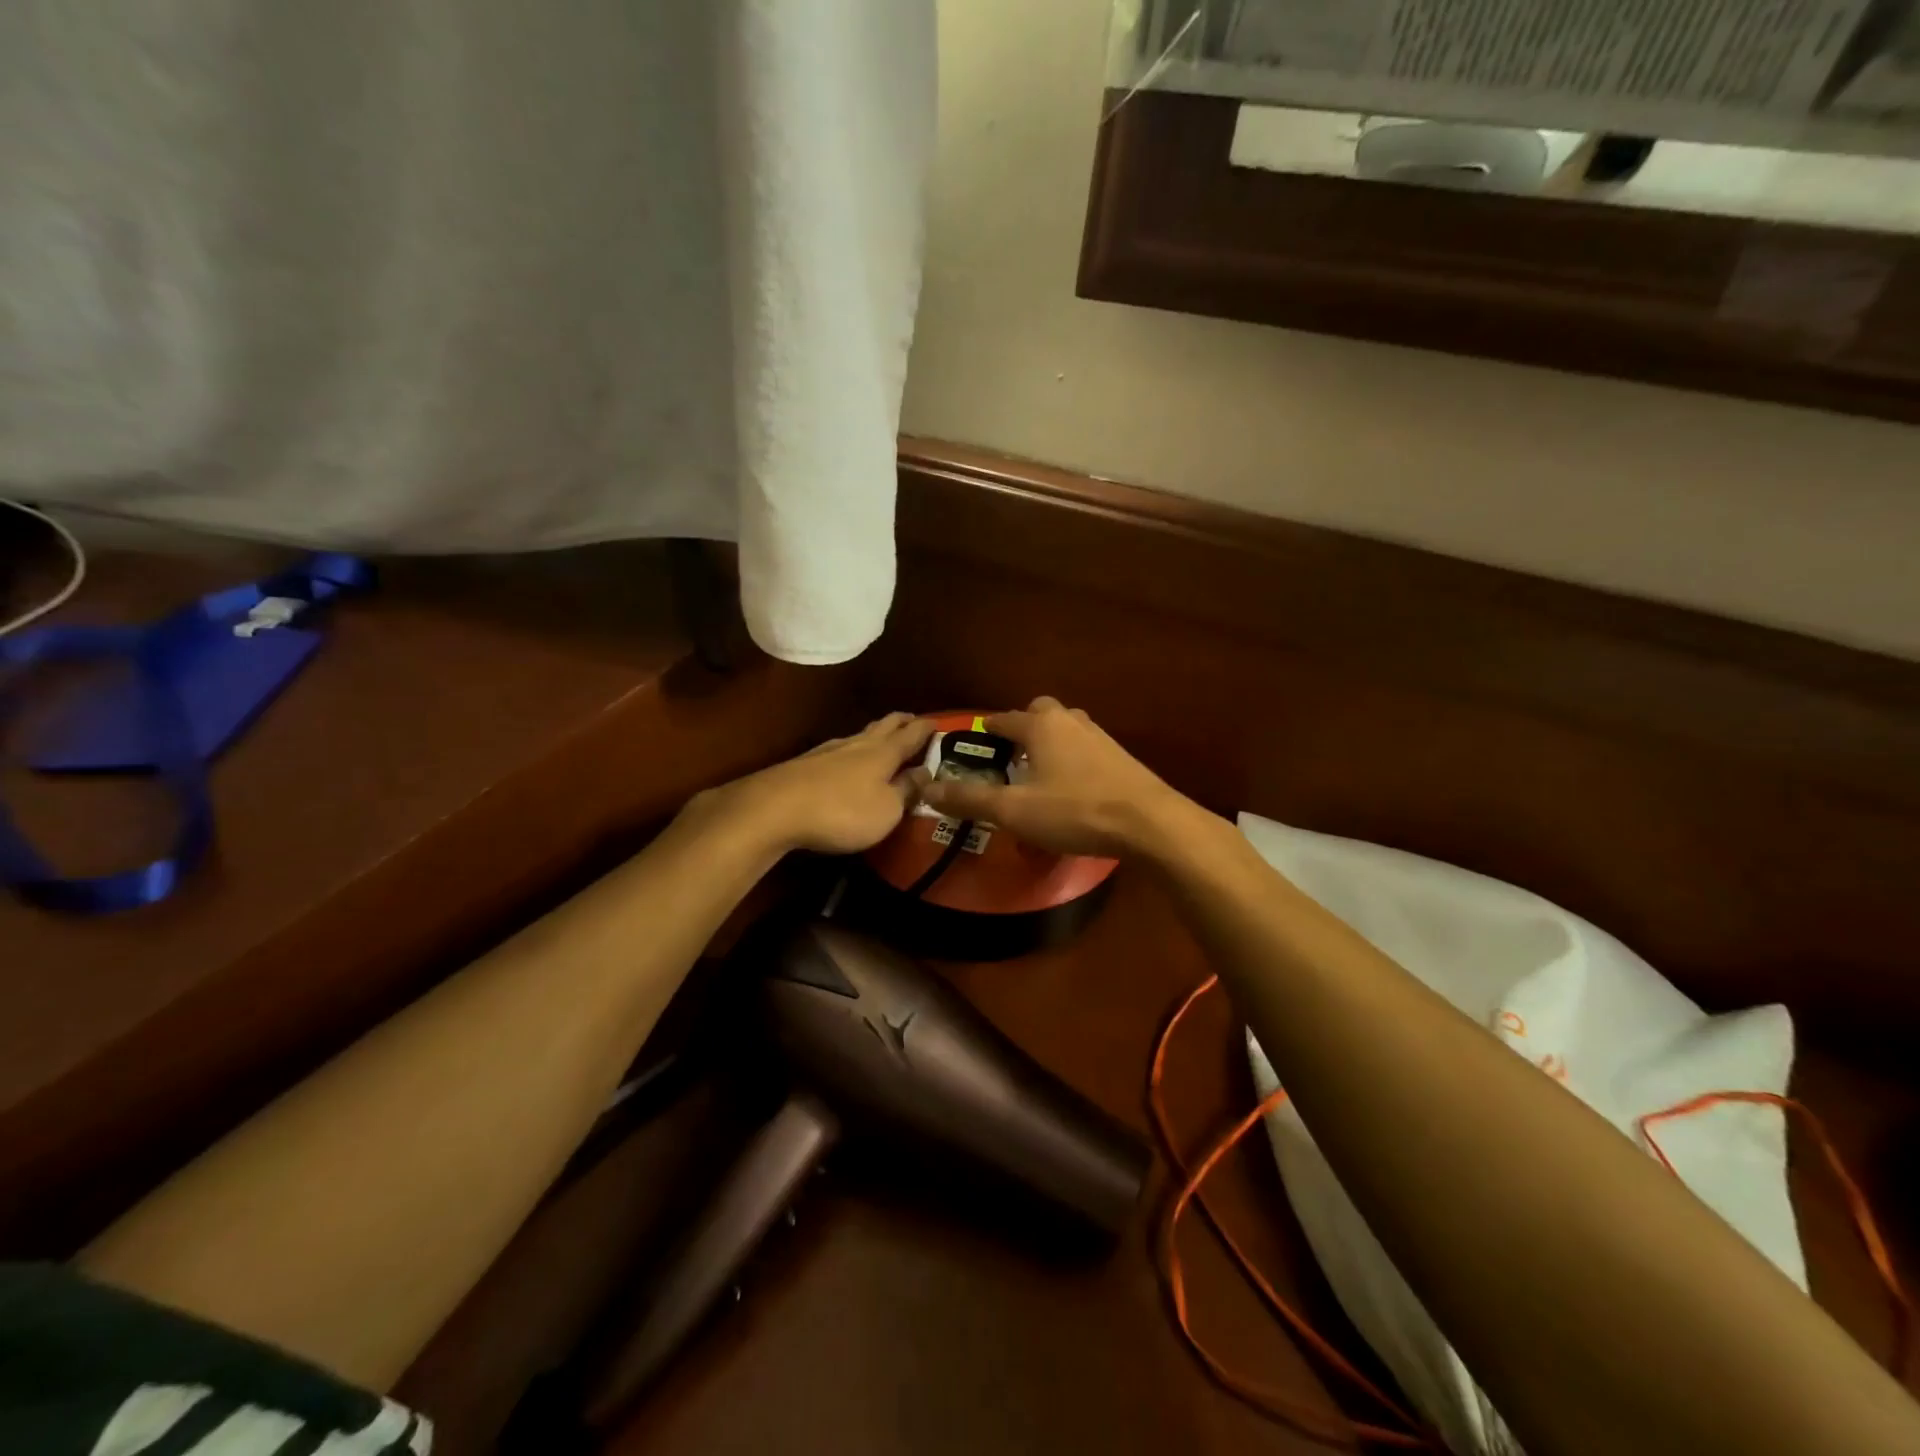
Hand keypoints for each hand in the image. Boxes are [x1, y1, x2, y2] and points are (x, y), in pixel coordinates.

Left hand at [702, 712, 934, 855]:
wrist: (774, 809)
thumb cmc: (842, 811)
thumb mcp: (887, 810)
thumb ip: (907, 790)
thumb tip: (925, 771)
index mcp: (884, 753)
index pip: (912, 734)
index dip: (927, 728)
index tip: (939, 722)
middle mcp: (858, 744)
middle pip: (884, 726)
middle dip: (901, 721)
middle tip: (913, 719)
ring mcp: (828, 751)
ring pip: (860, 735)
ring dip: (875, 733)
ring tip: (883, 736)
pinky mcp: (805, 763)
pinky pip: (838, 749)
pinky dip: (852, 749)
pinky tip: (847, 757)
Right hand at [916, 696, 1198, 858]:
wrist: (1149, 823)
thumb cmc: (1075, 811)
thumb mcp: (1014, 810)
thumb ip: (969, 799)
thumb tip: (926, 789)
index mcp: (1040, 726)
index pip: (1003, 719)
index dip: (985, 732)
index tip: (972, 746)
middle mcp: (1069, 721)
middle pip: (1038, 712)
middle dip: (1021, 728)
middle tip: (1009, 759)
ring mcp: (1099, 737)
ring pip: (1065, 728)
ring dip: (1048, 742)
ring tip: (1036, 774)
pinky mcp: (1120, 757)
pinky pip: (1084, 747)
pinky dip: (1070, 758)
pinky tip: (1071, 787)